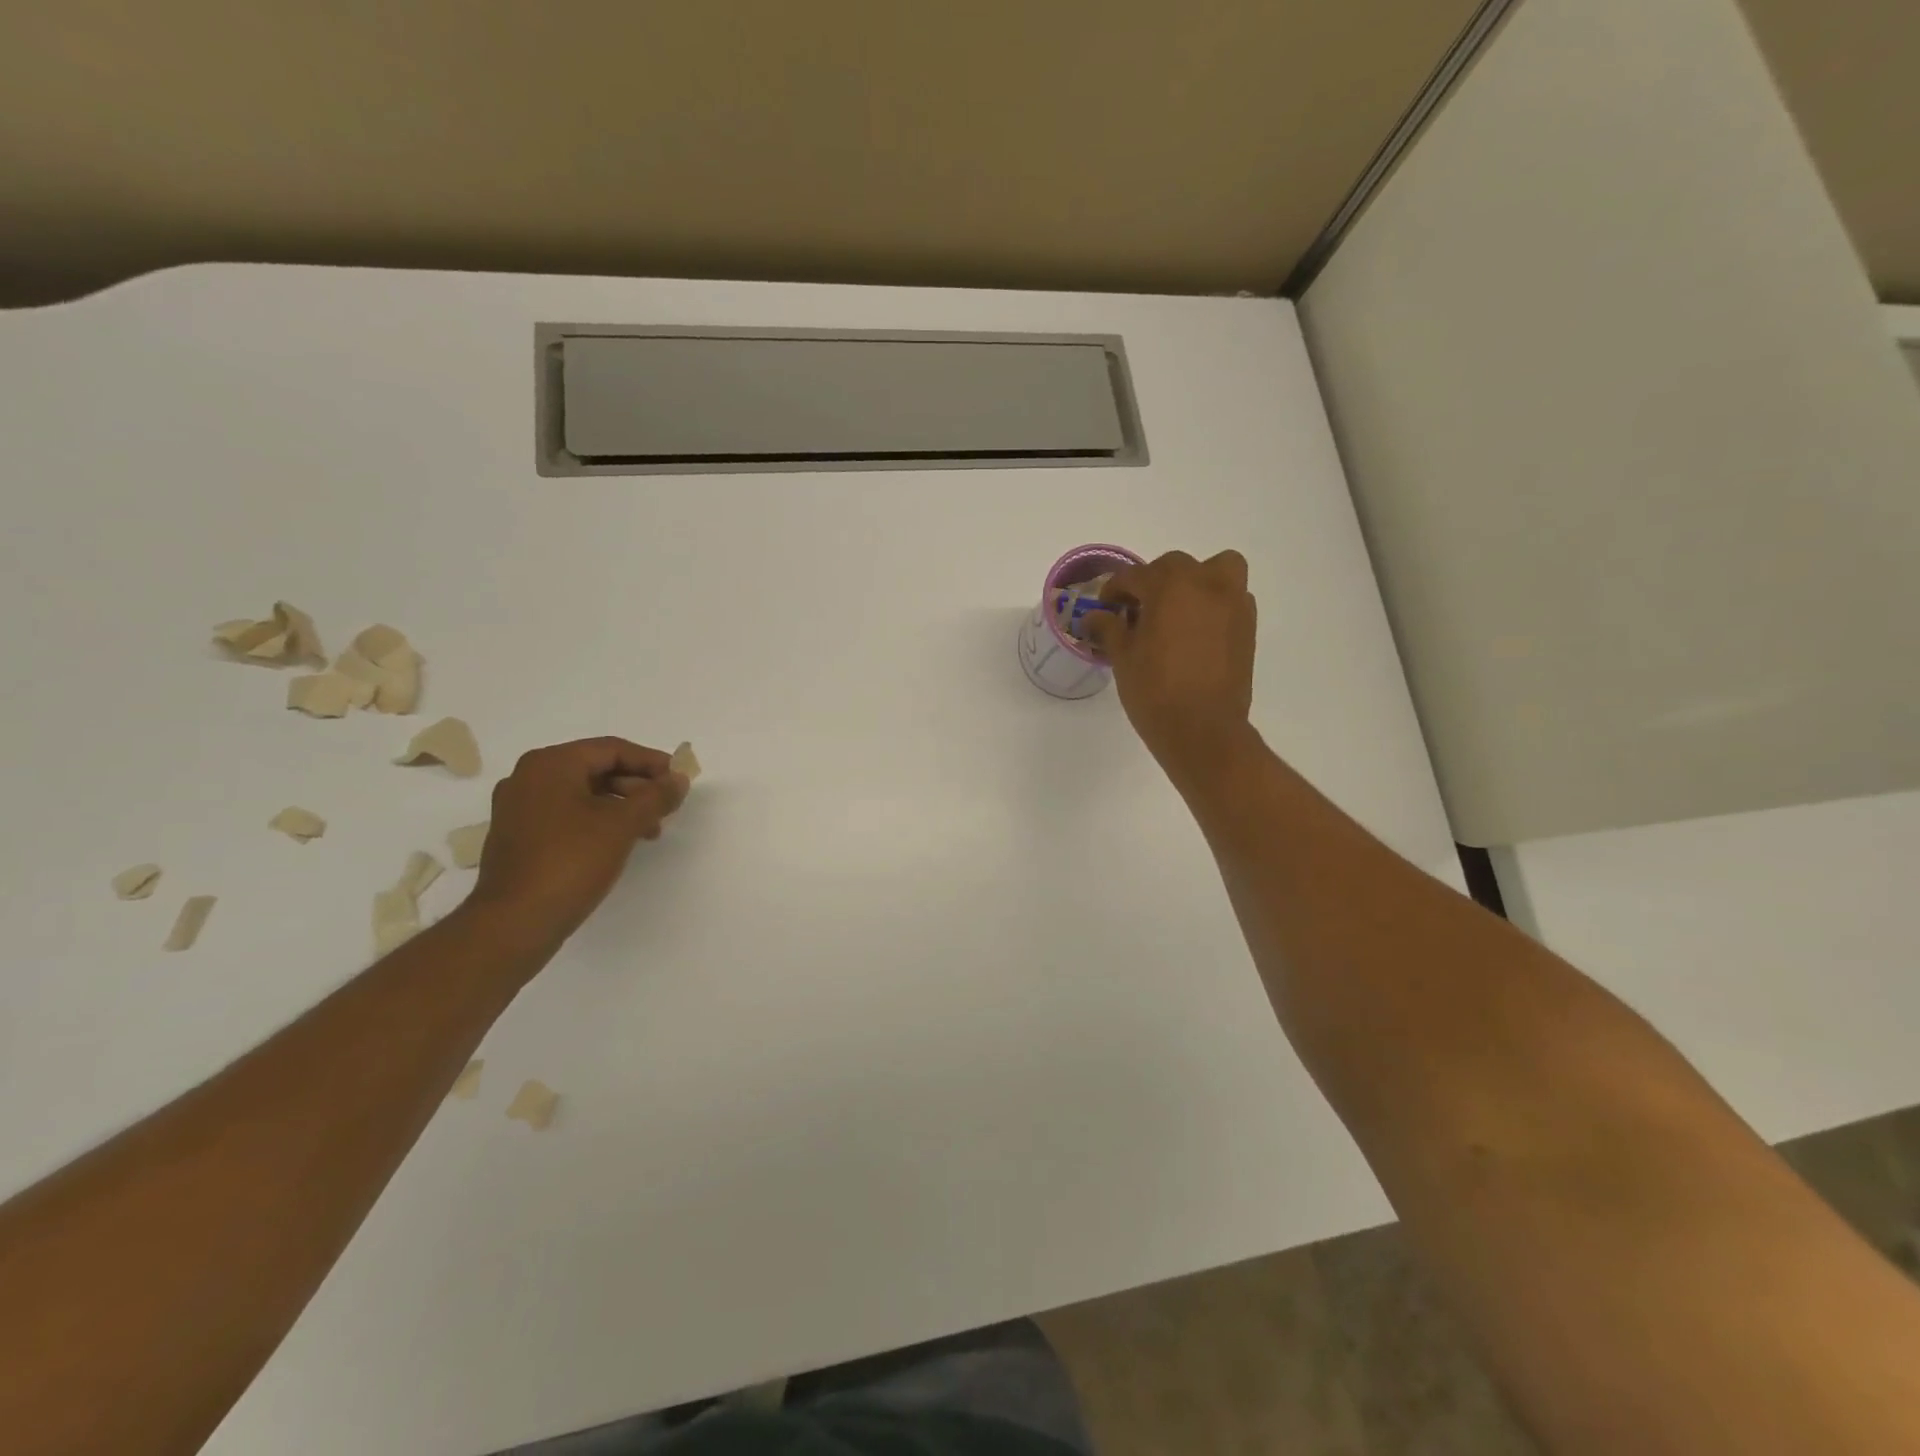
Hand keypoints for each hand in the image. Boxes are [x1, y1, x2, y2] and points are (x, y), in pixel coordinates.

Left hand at [468, 737, 689, 948]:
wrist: (515, 922)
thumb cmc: (571, 861)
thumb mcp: (623, 824)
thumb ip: (656, 796)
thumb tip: (679, 779)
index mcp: (550, 764)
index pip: (612, 749)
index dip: (651, 762)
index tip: (679, 781)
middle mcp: (529, 778)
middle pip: (597, 769)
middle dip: (637, 786)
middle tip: (668, 806)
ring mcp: (520, 809)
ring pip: (584, 794)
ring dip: (622, 806)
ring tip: (650, 831)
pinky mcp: (520, 837)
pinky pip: (568, 815)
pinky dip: (598, 821)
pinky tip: (620, 843)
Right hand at [1082, 550, 1256, 779]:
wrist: (1202, 729)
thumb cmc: (1154, 691)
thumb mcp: (1122, 657)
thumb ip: (1109, 628)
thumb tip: (1096, 616)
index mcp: (1170, 586)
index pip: (1134, 576)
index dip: (1114, 591)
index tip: (1105, 607)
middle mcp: (1206, 584)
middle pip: (1175, 566)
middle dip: (1153, 581)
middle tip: (1138, 610)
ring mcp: (1233, 603)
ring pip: (1217, 570)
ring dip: (1195, 581)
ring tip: (1177, 609)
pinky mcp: (1248, 626)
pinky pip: (1232, 598)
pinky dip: (1214, 603)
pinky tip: (1196, 631)